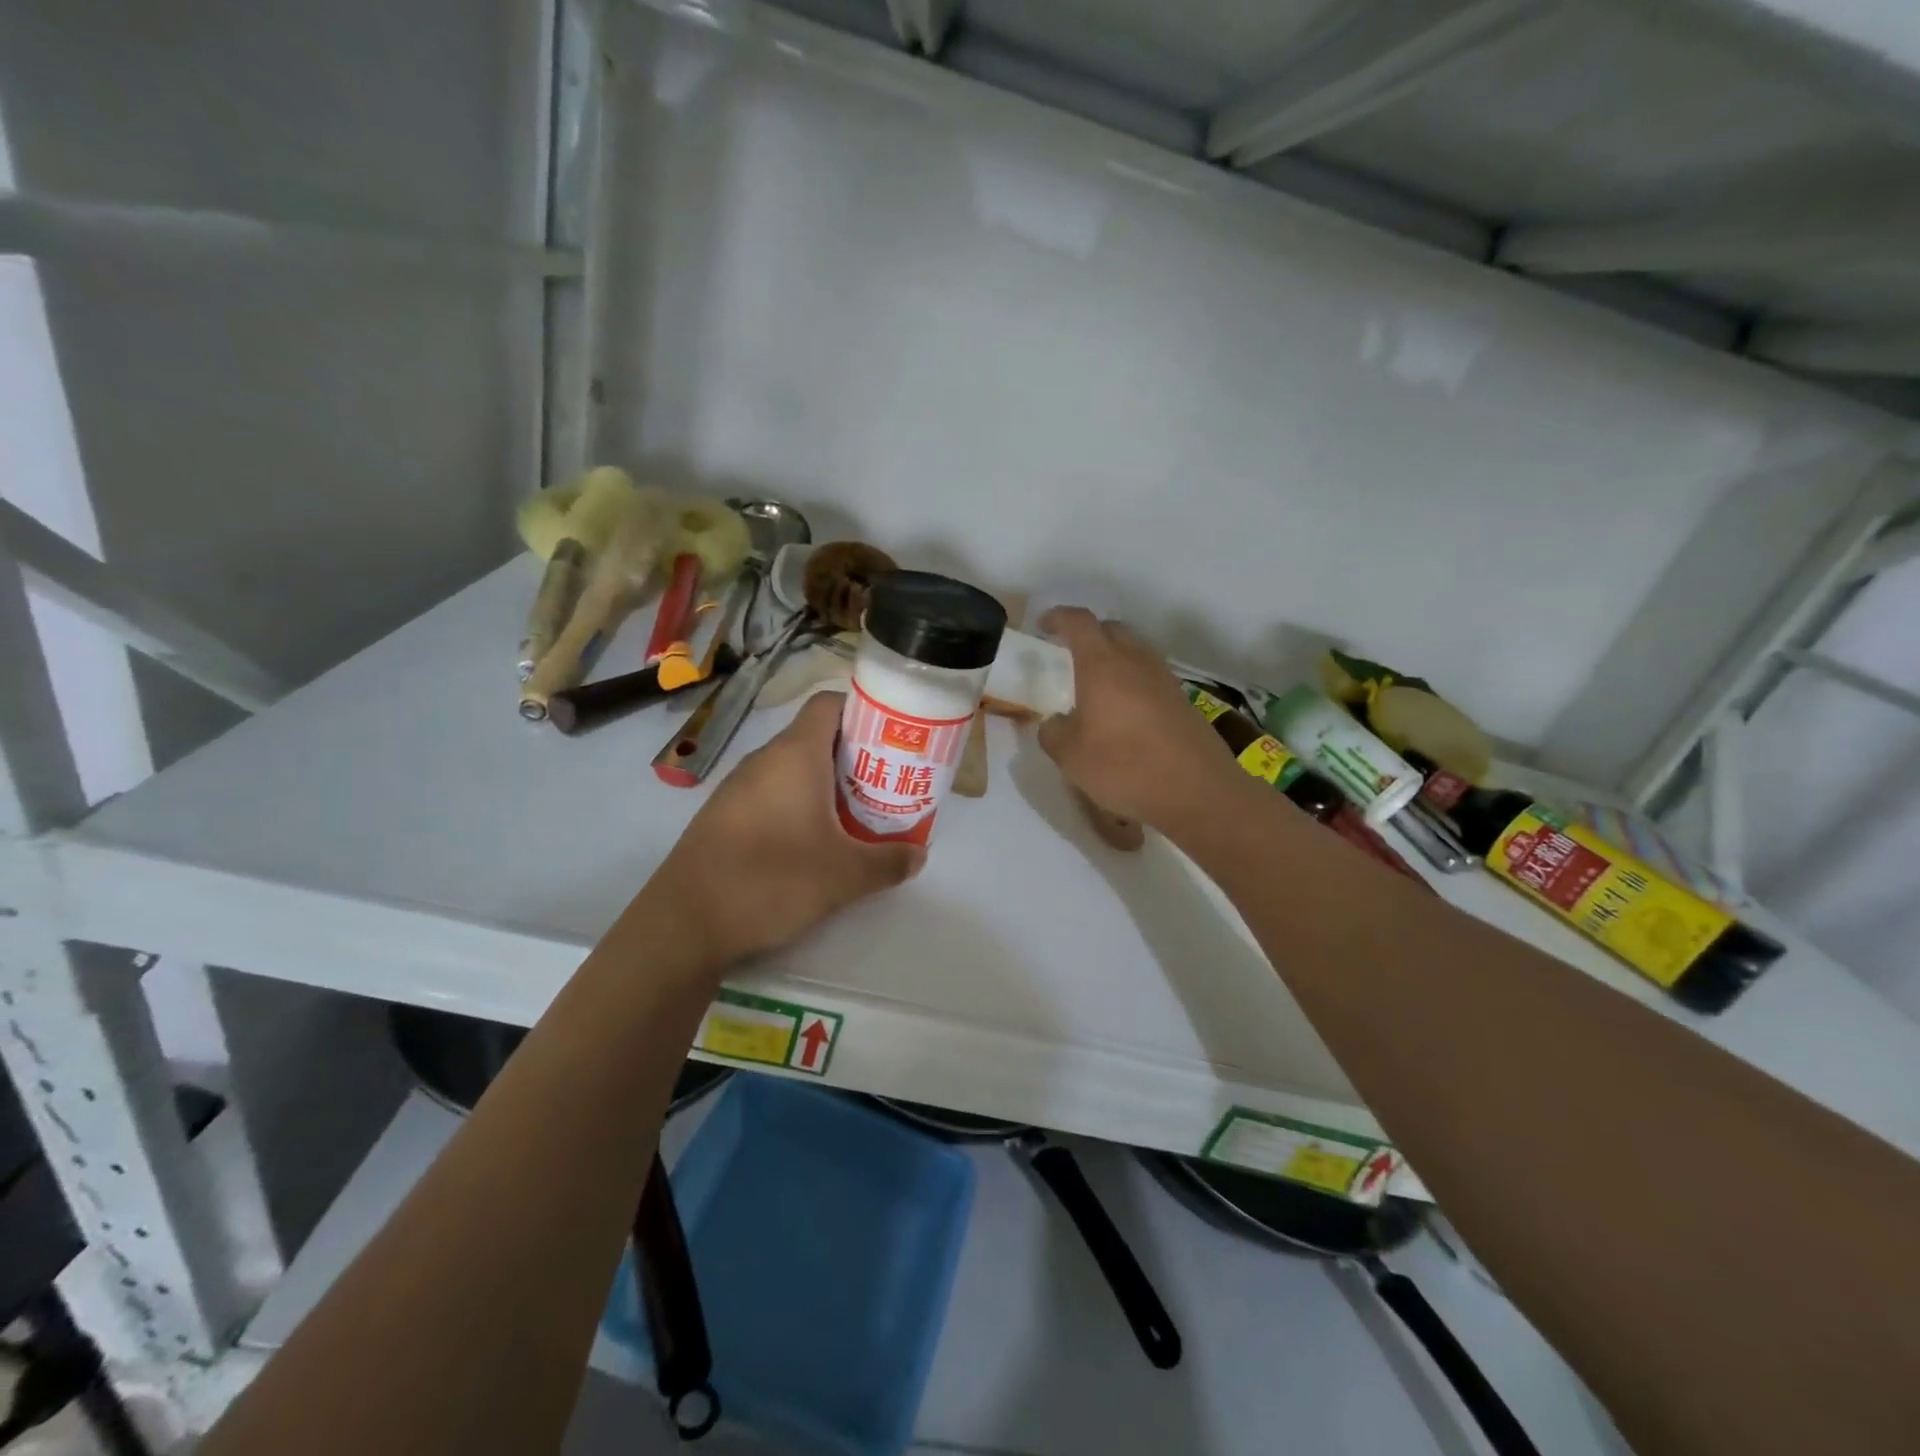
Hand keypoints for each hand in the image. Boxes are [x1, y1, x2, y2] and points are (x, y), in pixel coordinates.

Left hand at [654, 691, 923, 965]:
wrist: (684, 923)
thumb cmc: (772, 880)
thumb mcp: (845, 876)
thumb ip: (888, 862)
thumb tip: (918, 855)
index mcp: (795, 754)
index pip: (829, 704)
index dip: (863, 711)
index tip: (892, 737)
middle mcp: (764, 760)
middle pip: (816, 737)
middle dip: (854, 756)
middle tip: (886, 784)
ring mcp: (738, 787)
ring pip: (793, 769)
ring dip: (826, 784)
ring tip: (856, 816)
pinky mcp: (723, 816)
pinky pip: (771, 794)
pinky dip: (798, 805)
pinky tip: (811, 843)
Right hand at [1037, 607, 1248, 833]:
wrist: (1197, 791)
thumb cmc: (1124, 767)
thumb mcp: (1071, 757)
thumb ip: (1053, 733)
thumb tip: (1054, 723)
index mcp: (1102, 665)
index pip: (1079, 623)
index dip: (1059, 617)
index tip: (1043, 625)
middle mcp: (1136, 662)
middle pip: (1112, 629)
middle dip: (1089, 634)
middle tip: (1070, 654)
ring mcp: (1164, 680)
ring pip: (1135, 651)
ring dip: (1114, 657)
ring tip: (1098, 684)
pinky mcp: (1183, 701)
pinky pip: (1151, 676)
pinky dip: (1133, 681)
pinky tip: (1125, 711)